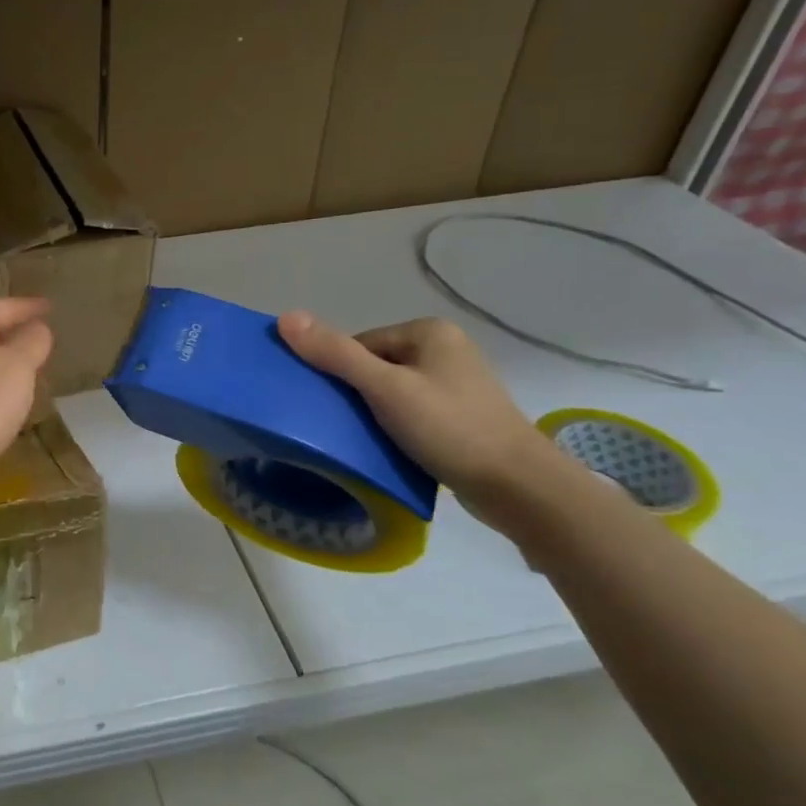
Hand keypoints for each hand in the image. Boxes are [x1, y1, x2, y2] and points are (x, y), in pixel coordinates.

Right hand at [277, 312, 574, 528]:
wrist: (519, 488)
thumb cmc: (450, 428)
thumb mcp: (384, 389)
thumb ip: (335, 354)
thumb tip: (285, 317)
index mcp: (429, 332)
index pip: (358, 344)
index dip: (338, 374)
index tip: (331, 408)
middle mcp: (445, 350)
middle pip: (374, 367)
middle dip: (356, 395)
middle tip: (344, 426)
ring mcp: (457, 385)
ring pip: (391, 393)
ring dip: (374, 415)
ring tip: (365, 441)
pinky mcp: (462, 417)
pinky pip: (412, 413)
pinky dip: (396, 429)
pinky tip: (391, 449)